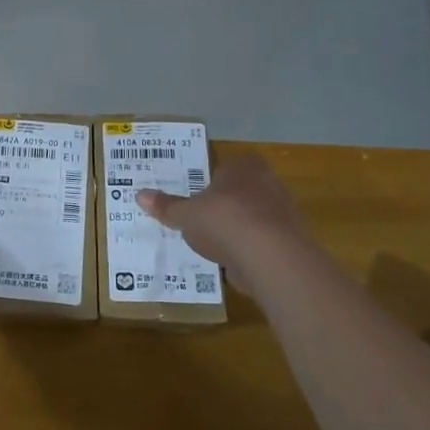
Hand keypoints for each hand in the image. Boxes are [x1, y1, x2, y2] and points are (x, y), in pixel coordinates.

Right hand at [137, 153, 308, 289]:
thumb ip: (166, 206)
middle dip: (223, 205)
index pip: (227, 166)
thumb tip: (140, 195)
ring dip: (236, 229)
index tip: (196, 195)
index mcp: (244, 167)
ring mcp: (282, 213)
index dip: (212, 180)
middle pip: (241, 192)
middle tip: (200, 219)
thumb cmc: (224, 220)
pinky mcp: (289, 242)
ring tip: (211, 245)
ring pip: (253, 218)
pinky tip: (229, 263)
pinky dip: (247, 251)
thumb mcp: (185, 214)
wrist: (270, 258)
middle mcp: (268, 183)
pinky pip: (261, 242)